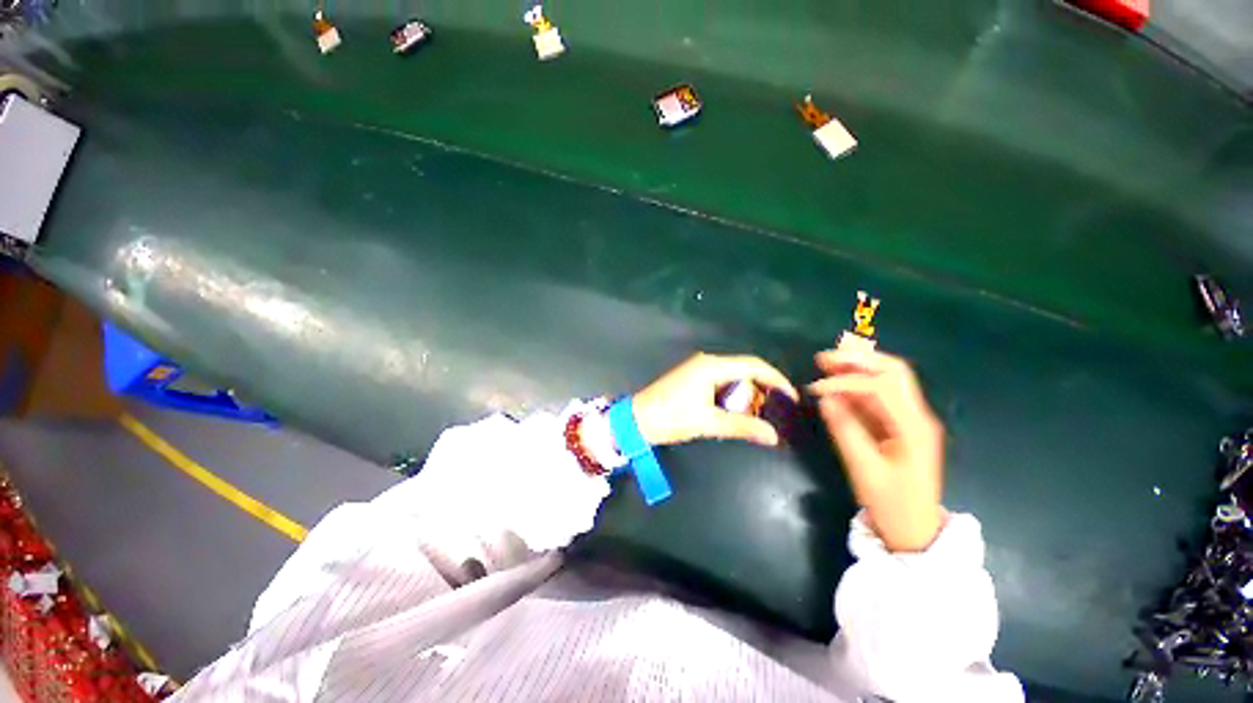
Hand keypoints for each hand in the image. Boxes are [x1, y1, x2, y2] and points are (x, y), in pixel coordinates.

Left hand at [632, 353, 797, 446]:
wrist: (636, 420)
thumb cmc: (670, 418)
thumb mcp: (707, 422)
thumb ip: (742, 426)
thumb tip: (773, 436)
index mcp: (712, 366)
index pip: (754, 365)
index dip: (776, 380)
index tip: (791, 399)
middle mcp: (707, 363)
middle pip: (745, 371)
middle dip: (762, 391)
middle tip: (775, 414)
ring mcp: (699, 370)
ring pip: (734, 379)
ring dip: (747, 396)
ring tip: (758, 418)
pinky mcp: (693, 380)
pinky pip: (721, 384)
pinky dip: (733, 398)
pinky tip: (738, 414)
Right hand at [809, 349, 945, 552]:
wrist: (914, 530)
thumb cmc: (892, 504)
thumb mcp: (865, 470)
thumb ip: (845, 430)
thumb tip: (825, 399)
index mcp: (913, 427)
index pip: (881, 387)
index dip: (846, 382)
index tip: (816, 389)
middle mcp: (915, 416)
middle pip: (892, 373)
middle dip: (858, 360)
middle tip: (824, 358)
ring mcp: (908, 420)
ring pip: (885, 381)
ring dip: (856, 368)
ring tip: (825, 364)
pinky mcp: (897, 426)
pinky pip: (877, 398)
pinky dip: (855, 387)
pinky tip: (835, 385)